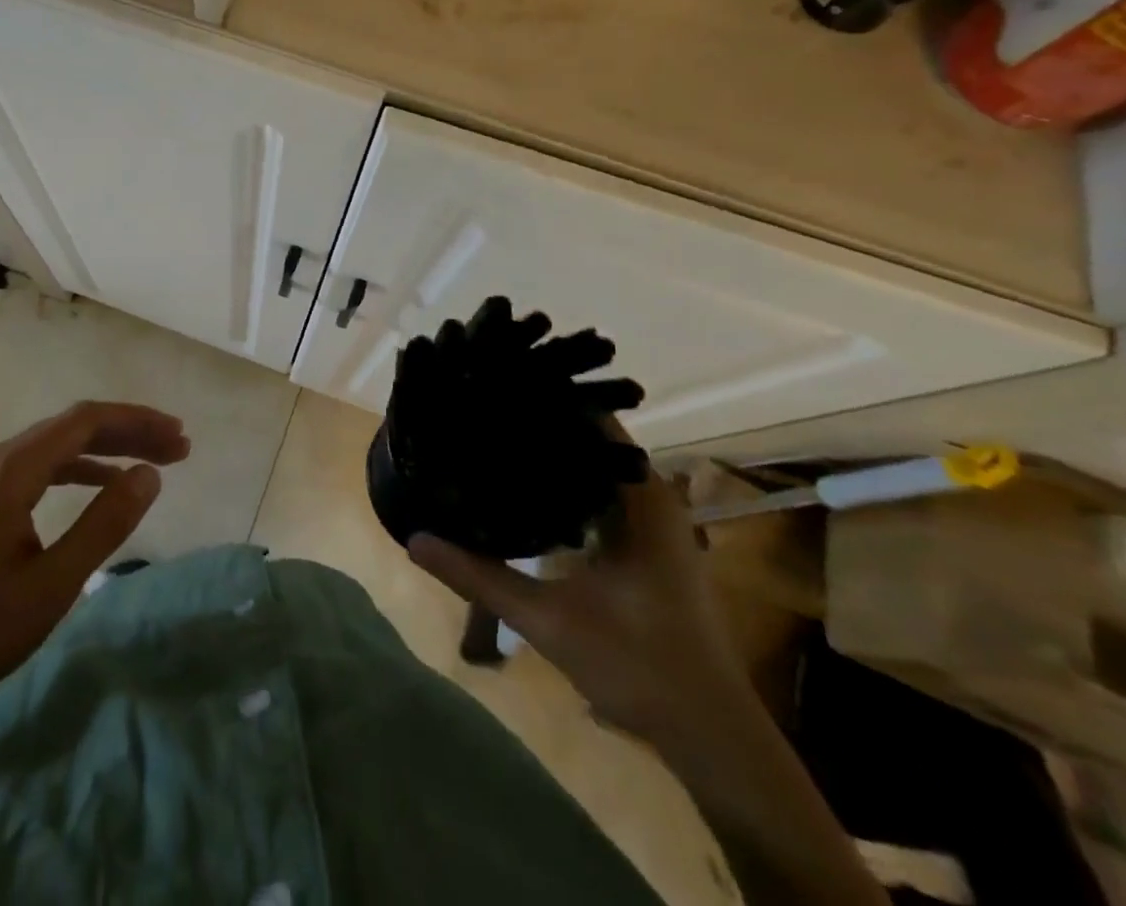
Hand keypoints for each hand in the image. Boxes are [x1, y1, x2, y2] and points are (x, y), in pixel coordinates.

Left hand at [0, 401, 189, 718]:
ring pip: (59, 446)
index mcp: (13, 469)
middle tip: (179, 447)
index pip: (86, 421)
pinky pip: (41, 467)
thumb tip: (150, 475)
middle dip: (129, 432)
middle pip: (74, 427)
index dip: (138, 423)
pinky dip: (80, 469)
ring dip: (108, 449)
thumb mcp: (52, 584)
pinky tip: (103, 486)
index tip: (179, 438)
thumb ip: (105, 524)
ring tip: (153, 464)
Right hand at [408, 433, 749, 740]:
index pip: (590, 418)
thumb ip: (479, 576)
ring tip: (490, 441)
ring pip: (592, 469)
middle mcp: (650, 498)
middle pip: (588, 439)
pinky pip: (597, 495)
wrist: (710, 737)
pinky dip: (563, 488)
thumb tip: (414, 539)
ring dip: (550, 458)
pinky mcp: (644, 547)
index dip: (543, 399)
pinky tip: (522, 492)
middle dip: (537, 426)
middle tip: (479, 412)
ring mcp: (651, 523)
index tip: (493, 388)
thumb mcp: (549, 619)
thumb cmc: (640, 665)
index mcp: (641, 497)